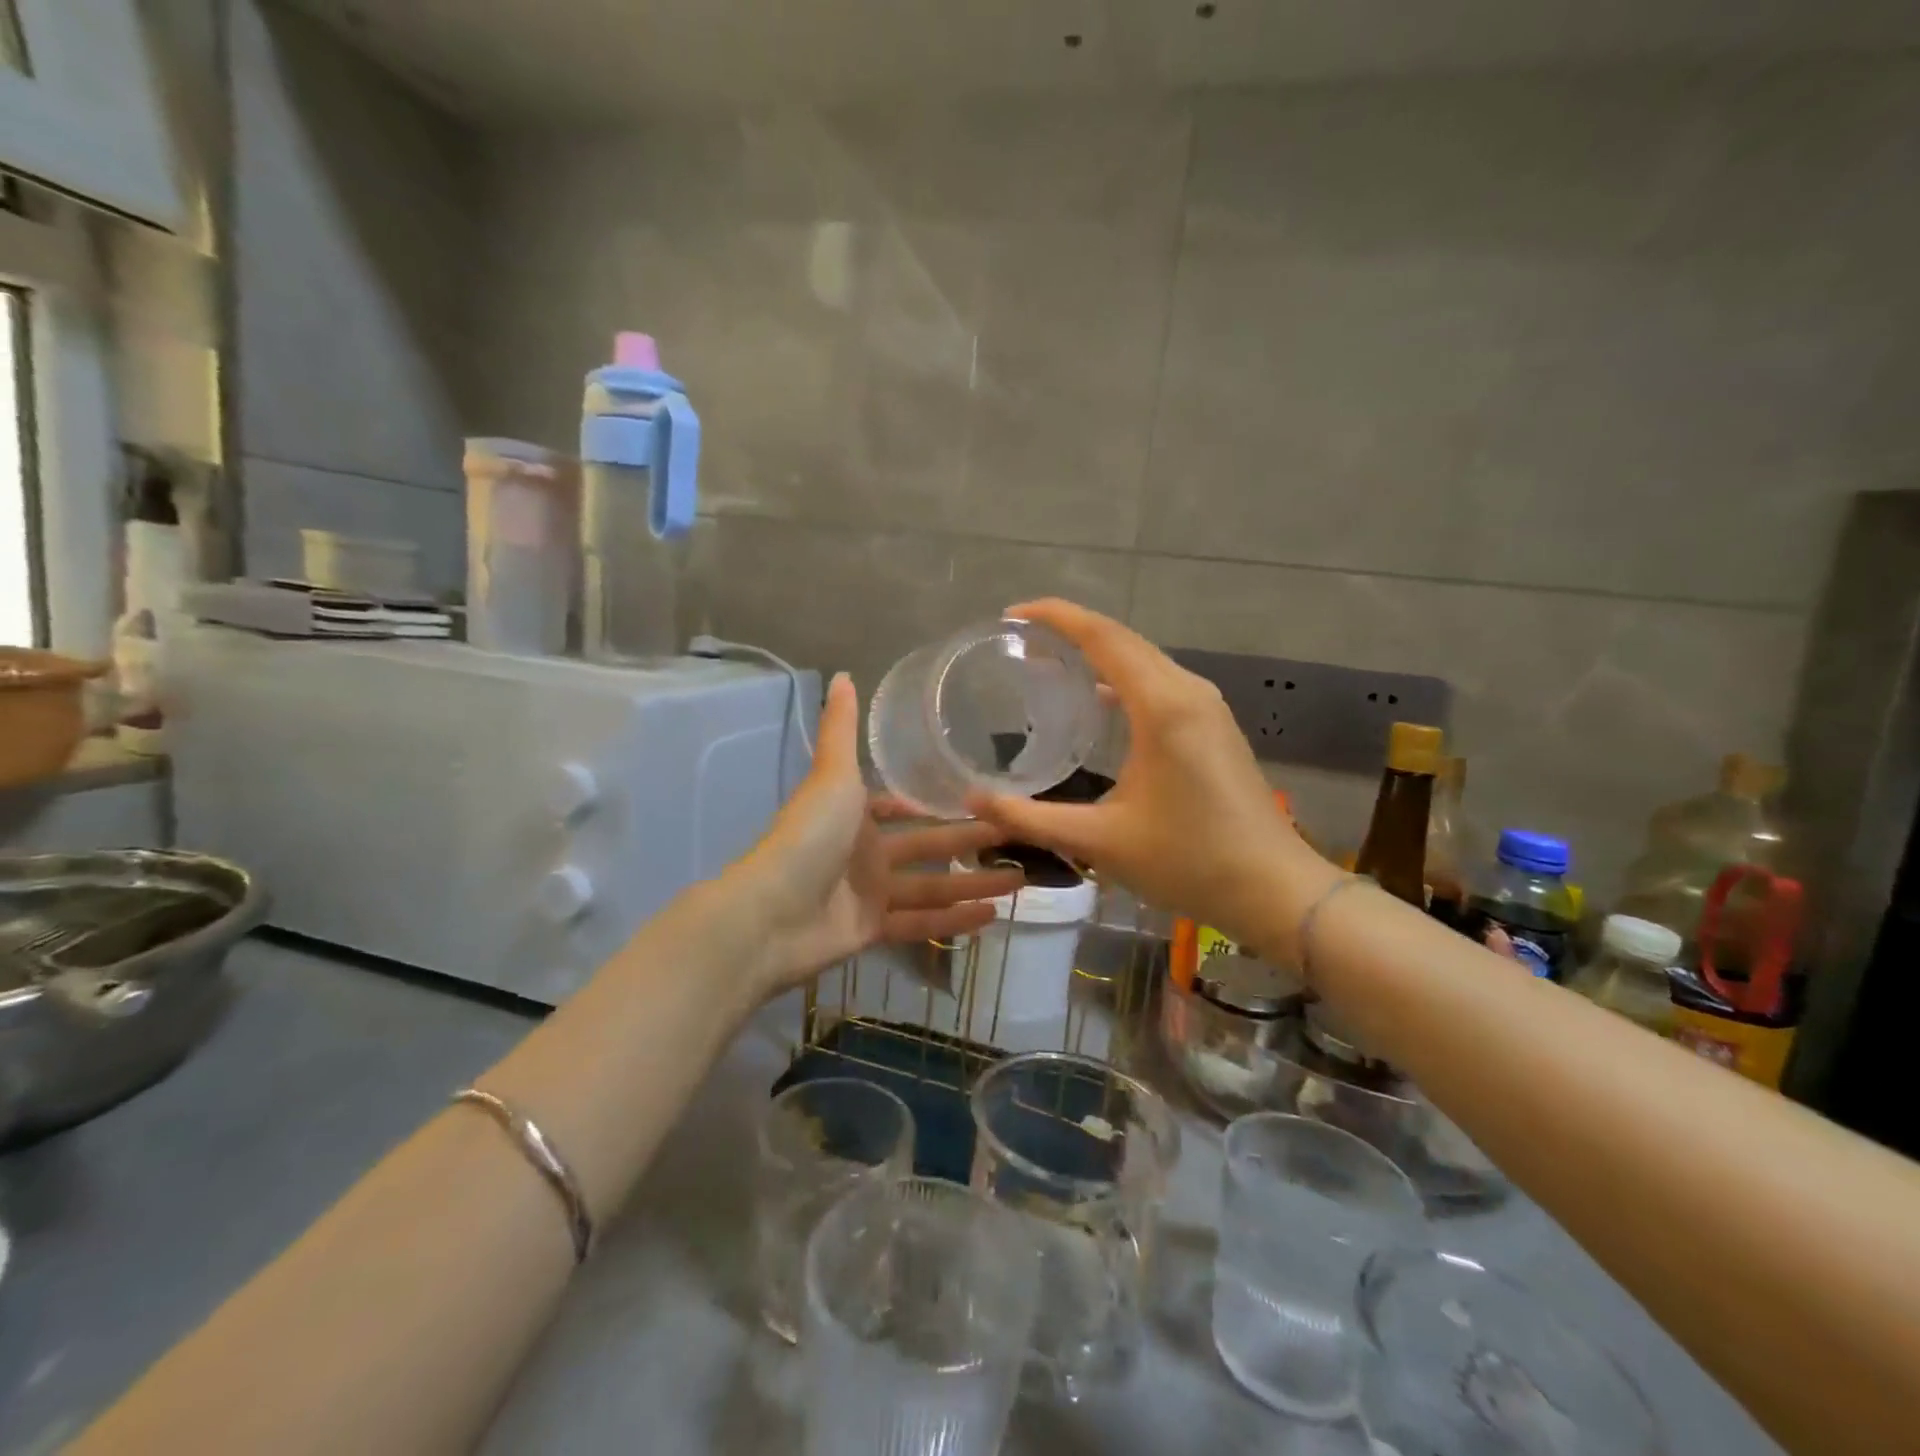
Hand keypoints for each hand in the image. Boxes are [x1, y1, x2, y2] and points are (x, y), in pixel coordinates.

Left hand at [734, 673, 1021, 994]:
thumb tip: (843, 674)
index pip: (900, 807)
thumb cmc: (808, 837)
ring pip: (932, 887)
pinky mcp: (873, 930)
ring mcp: (870, 894)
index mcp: (855, 815)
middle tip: (1017, 836)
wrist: (772, 913)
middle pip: (928, 847)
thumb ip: (842, 729)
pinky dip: (954, 921)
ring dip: (974, 884)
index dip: (931, 803)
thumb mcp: (832, 775)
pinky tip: (992, 916)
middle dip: (970, 841)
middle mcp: (865, 853)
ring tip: (1021, 880)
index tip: (977, 796)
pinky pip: (921, 923)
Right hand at [965, 599, 1324, 947]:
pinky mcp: (1214, 726)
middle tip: (1020, 641)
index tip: (1011, 615)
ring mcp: (1207, 707)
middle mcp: (1187, 692)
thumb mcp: (1100, 841)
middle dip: (1071, 630)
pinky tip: (1098, 700)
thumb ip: (1031, 818)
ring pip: (1144, 659)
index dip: (1055, 617)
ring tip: (1050, 663)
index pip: (1102, 636)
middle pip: (1123, 639)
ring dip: (1098, 653)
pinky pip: (1160, 682)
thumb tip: (973, 801)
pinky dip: (1123, 678)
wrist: (1274, 889)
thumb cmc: (1188, 861)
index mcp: (1162, 706)